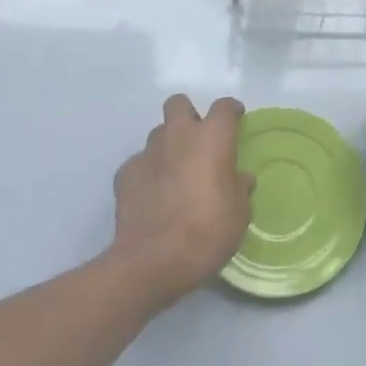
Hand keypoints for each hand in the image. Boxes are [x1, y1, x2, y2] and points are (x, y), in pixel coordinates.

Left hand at [110, 94, 254, 309]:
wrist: (153, 261)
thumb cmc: (207, 232)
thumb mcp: (239, 214)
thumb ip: (239, 188)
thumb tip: (240, 178)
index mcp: (212, 138)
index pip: (223, 107)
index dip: (231, 111)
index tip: (236, 119)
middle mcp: (178, 135)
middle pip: (179, 104)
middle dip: (188, 115)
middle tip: (197, 141)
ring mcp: (148, 153)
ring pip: (158, 133)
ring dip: (168, 145)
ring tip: (175, 172)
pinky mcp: (124, 174)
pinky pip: (140, 162)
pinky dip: (148, 172)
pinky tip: (153, 195)